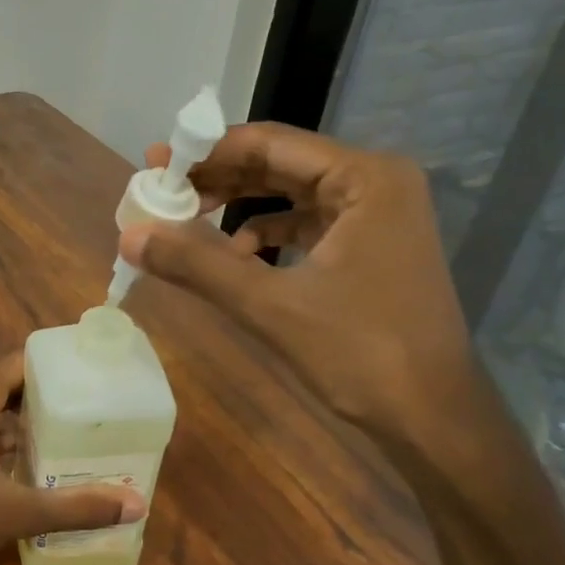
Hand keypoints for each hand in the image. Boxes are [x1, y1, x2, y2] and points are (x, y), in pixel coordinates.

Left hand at [0, 354, 145, 564]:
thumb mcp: (13, 514)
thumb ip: (74, 507)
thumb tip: (135, 504)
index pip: (23, 361)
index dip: (58, 365)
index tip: (96, 376)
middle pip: (14, 384)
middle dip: (52, 397)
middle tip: (97, 410)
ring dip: (30, 422)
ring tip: (77, 436)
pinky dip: (9, 439)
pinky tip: (36, 466)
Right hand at [123, 124, 487, 458]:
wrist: (435, 421)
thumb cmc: (362, 354)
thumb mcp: (270, 305)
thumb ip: (197, 264)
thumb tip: (129, 236)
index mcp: (364, 177)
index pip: (268, 143)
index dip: (204, 151)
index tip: (153, 164)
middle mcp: (375, 182)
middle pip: (279, 163)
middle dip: (217, 177)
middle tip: (160, 190)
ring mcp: (377, 215)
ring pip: (290, 193)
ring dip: (237, 203)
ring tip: (185, 217)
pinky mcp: (371, 246)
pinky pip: (306, 222)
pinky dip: (265, 232)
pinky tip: (233, 253)